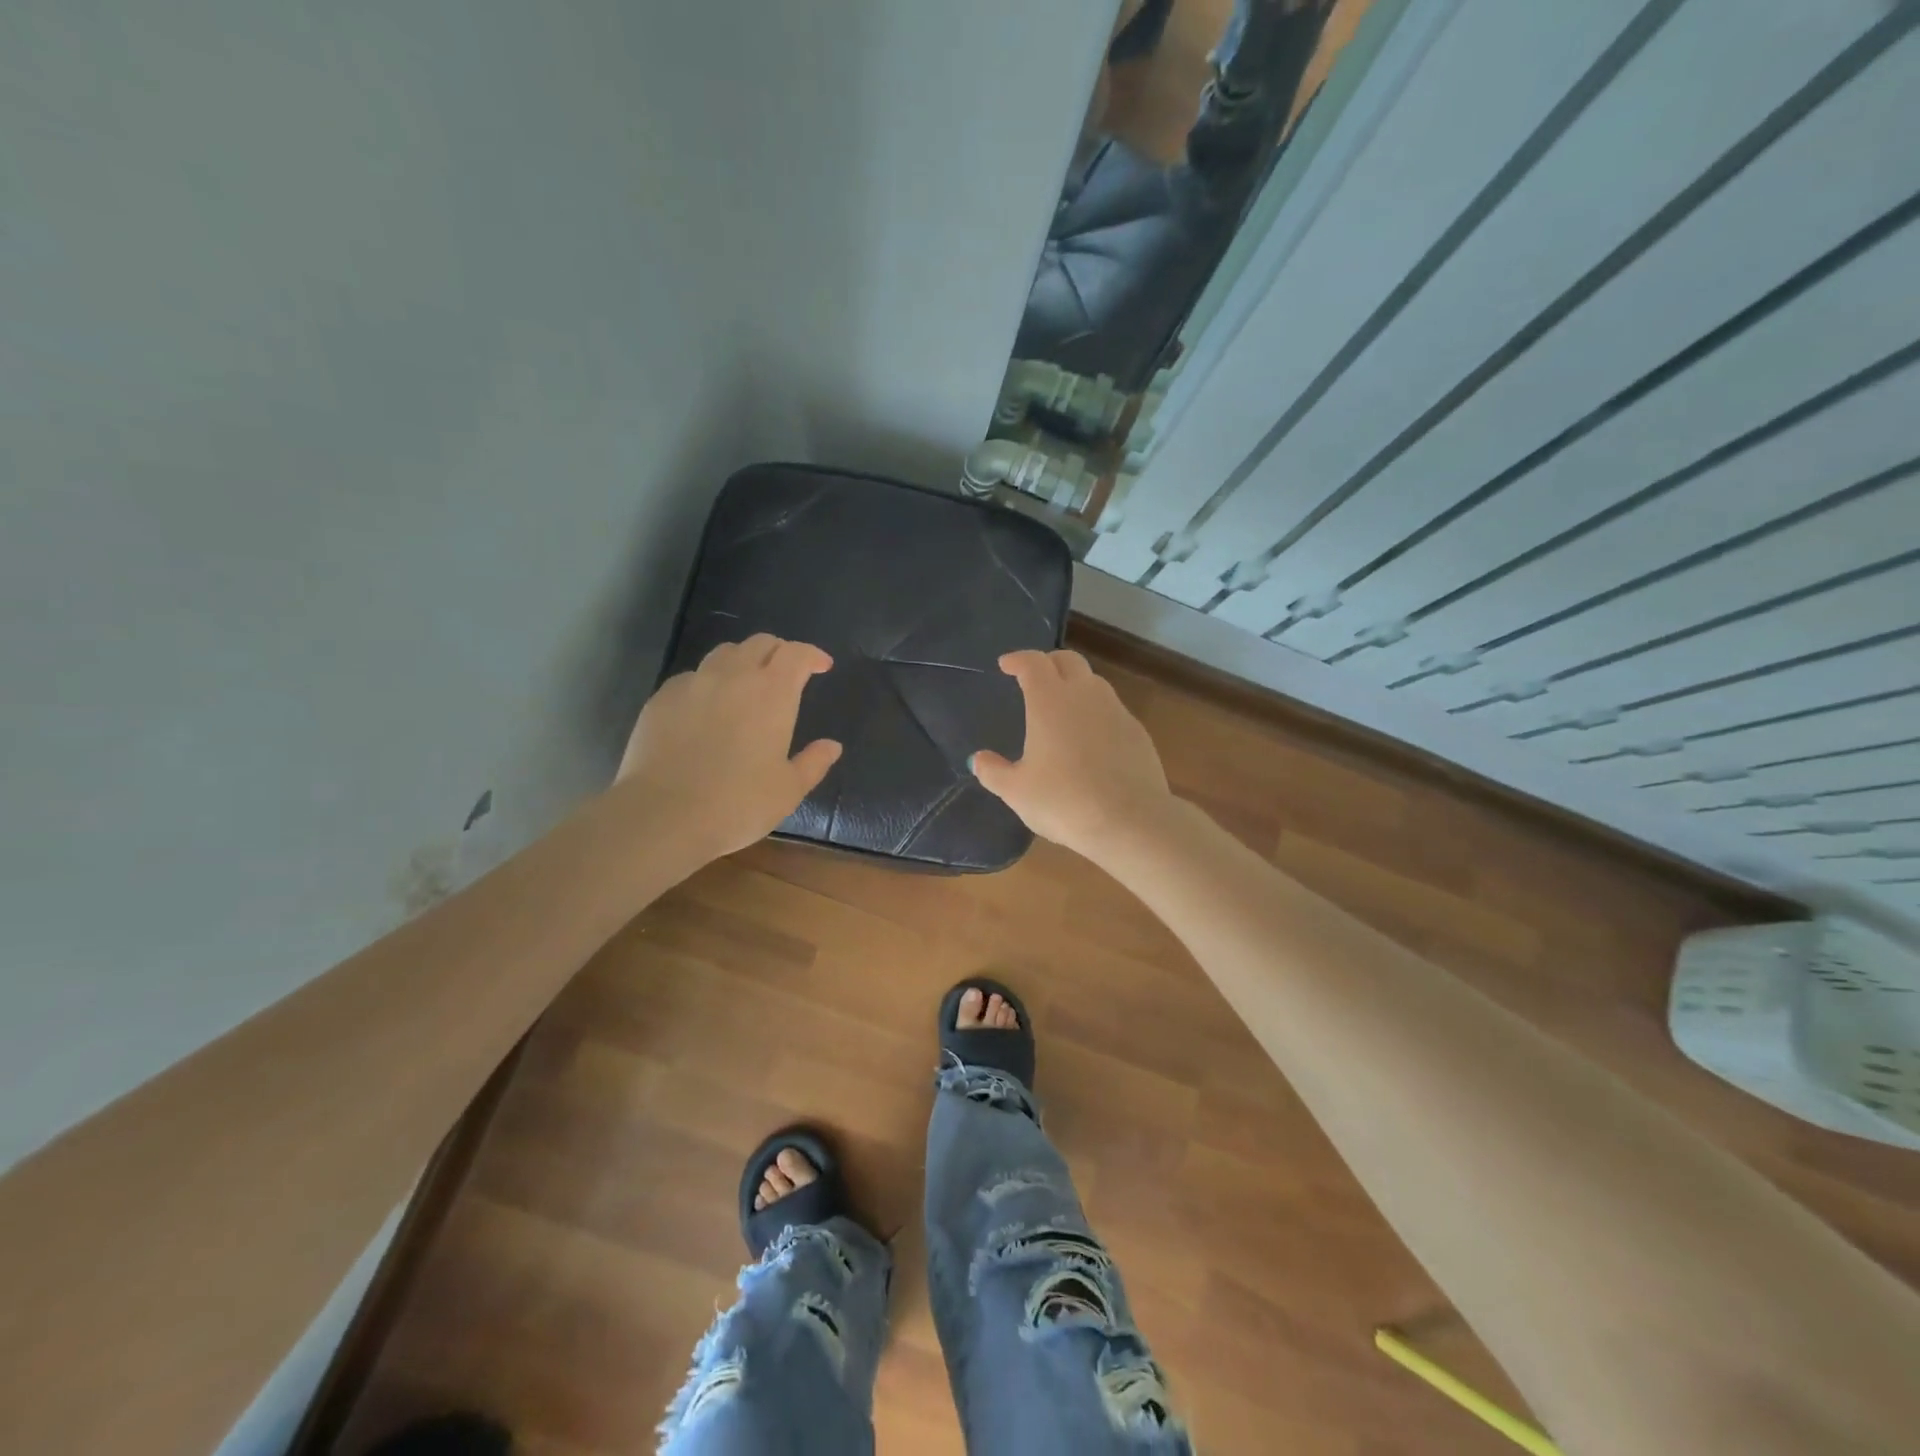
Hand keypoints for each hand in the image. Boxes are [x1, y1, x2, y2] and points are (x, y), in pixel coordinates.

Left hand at [617, 634, 841, 859]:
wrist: (663, 815)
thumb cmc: (738, 803)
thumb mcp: (788, 790)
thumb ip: (814, 762)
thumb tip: (832, 746)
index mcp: (772, 693)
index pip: (796, 653)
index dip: (812, 655)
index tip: (822, 666)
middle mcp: (734, 676)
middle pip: (760, 643)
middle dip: (780, 652)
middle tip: (787, 673)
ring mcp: (693, 683)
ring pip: (724, 653)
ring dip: (743, 660)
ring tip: (747, 683)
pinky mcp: (662, 698)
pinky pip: (692, 677)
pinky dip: (709, 682)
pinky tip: (707, 707)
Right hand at [970, 649, 1173, 856]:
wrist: (1130, 821)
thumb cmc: (1064, 801)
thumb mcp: (1016, 792)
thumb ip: (993, 771)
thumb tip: (978, 759)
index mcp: (1050, 700)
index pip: (1033, 662)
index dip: (1017, 660)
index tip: (1006, 665)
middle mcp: (1085, 695)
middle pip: (1068, 660)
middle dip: (1048, 663)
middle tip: (1034, 678)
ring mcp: (1116, 711)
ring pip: (1094, 682)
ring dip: (1075, 685)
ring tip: (1062, 707)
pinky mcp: (1138, 732)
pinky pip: (1112, 709)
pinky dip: (1096, 712)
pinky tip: (1090, 738)